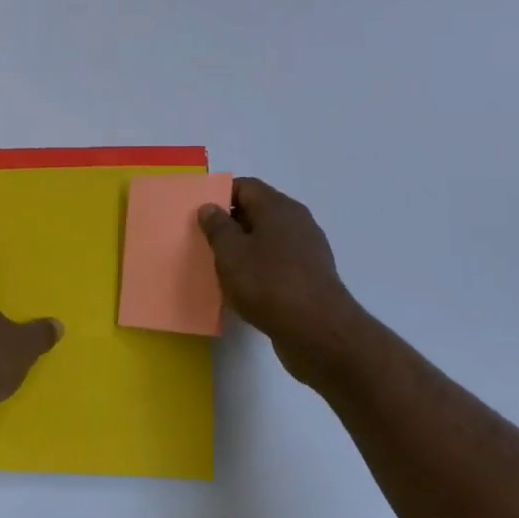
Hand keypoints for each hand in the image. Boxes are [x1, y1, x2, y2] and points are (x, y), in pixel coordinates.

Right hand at [198, 178, 366, 382]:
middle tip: (206, 243)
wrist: (317, 331)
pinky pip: (280, 263)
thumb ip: (217, 227)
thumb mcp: (231, 253)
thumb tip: (210, 207)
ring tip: (223, 268)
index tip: (201, 216)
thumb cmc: (268, 283)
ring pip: (269, 239)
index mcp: (278, 207)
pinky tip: (247, 289)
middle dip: (231, 224)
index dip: (220, 196)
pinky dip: (262, 269)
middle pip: (258, 211)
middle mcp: (297, 221)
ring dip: (246, 249)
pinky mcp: (312, 276)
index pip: (245, 186)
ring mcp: (308, 249)